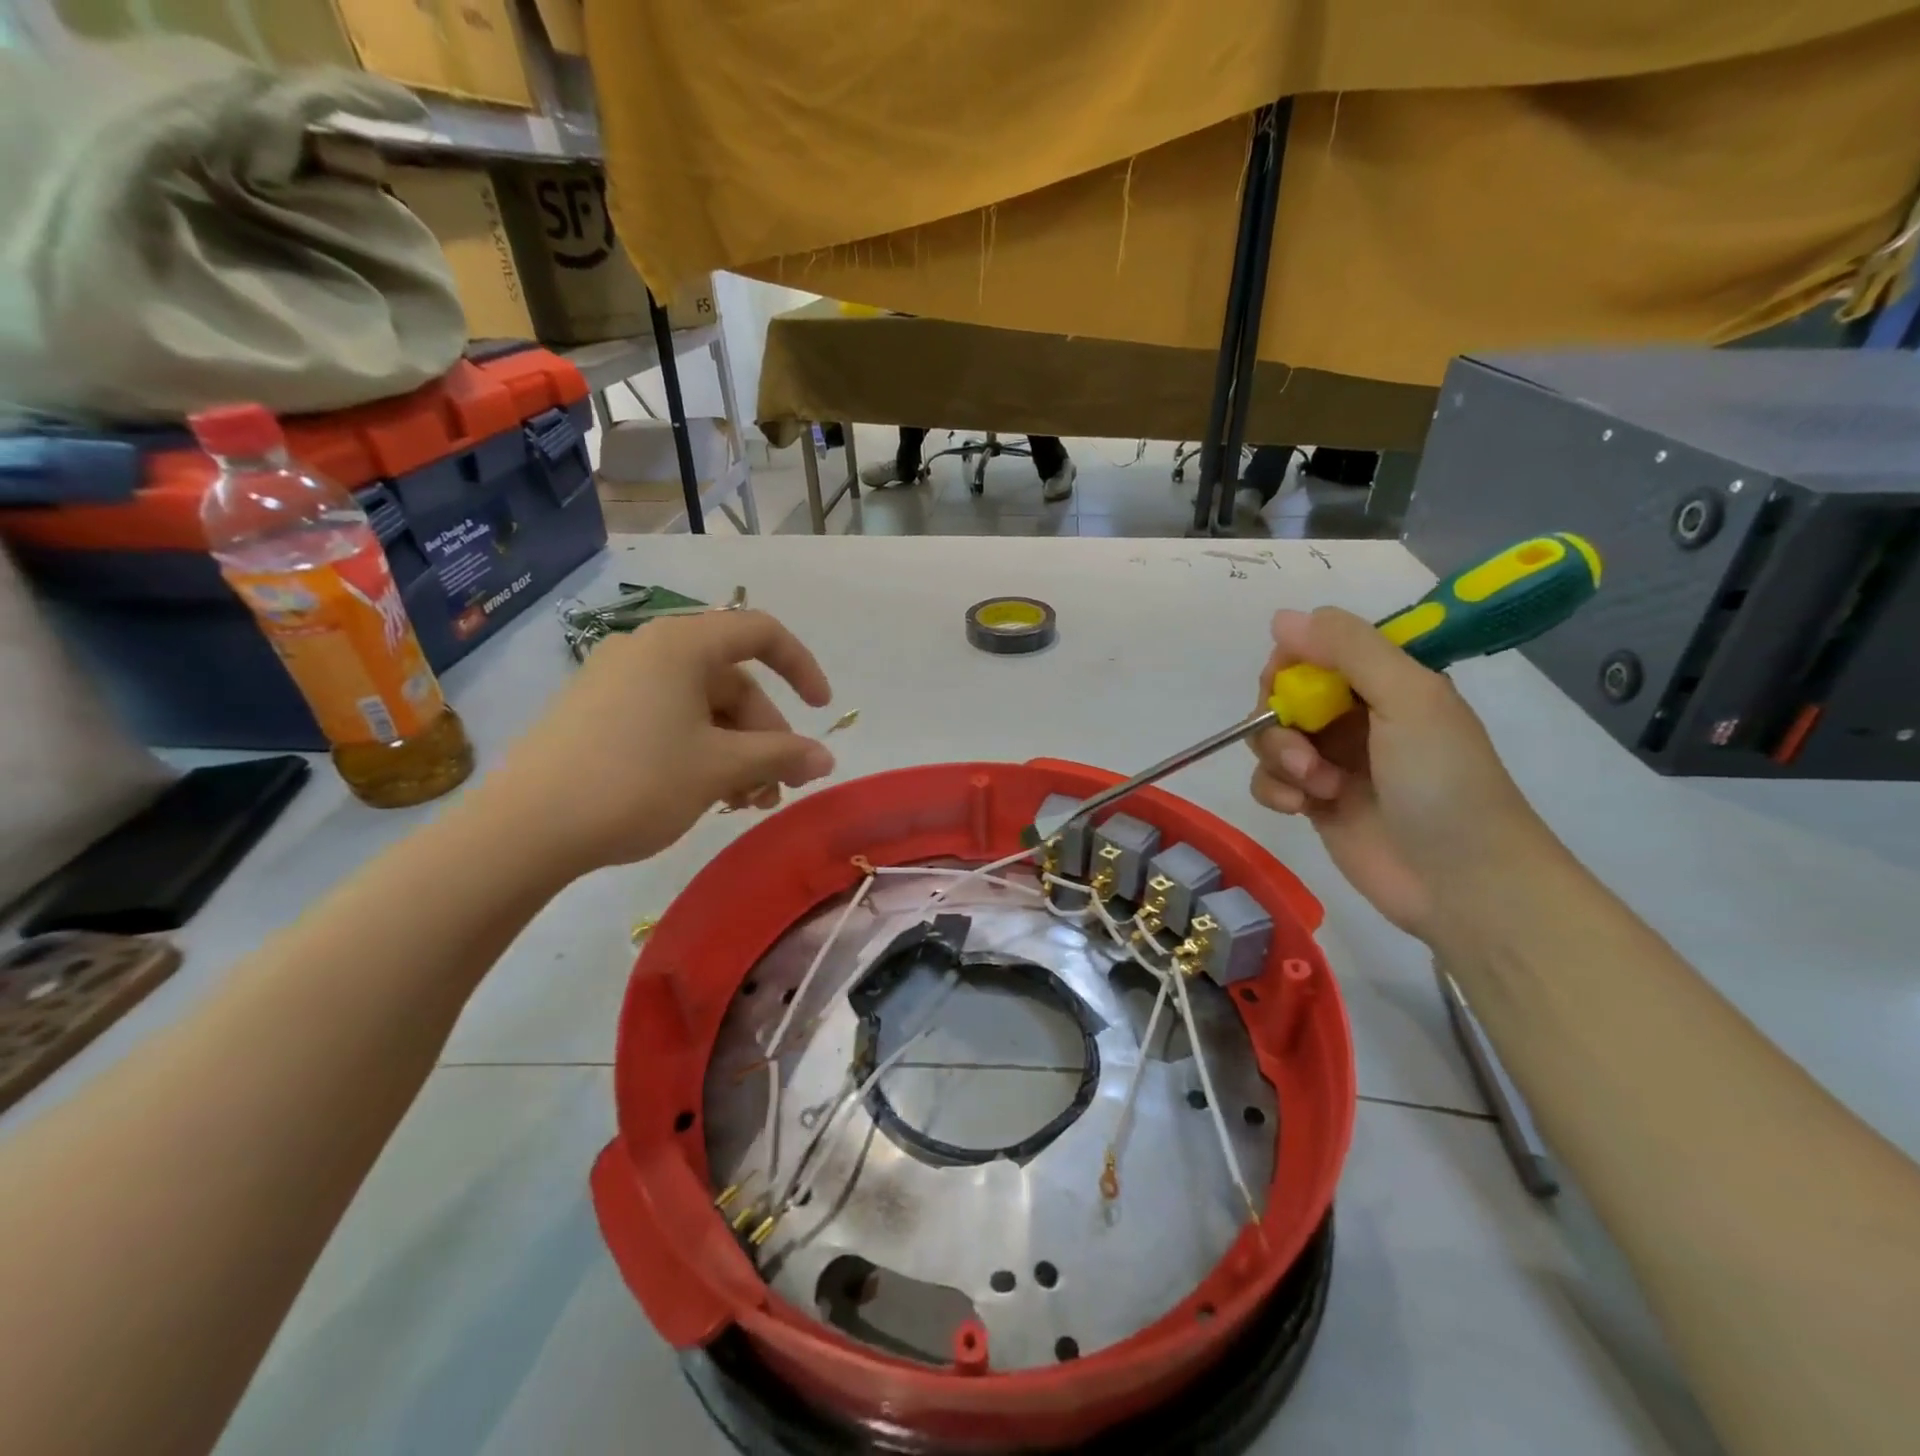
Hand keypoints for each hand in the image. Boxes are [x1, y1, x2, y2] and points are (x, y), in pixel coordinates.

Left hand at [484, 610, 835, 876]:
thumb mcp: (720, 767)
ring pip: (700, 707)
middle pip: (731, 681)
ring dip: (736, 751)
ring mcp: (616, 681)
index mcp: (680, 644)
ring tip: (747, 802)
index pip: (760, 633)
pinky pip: (666, 720)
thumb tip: (826, 759)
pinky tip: (706, 794)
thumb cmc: (637, 781)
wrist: (525, 830)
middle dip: (765, 735)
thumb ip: (781, 755)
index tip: (821, 711)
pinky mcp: (595, 714)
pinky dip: (699, 751)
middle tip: (779, 786)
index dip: (801, 667)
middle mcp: (648, 650)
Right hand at [1248, 607, 1549, 939]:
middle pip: (1283, 694)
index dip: (1292, 663)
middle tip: (1303, 745)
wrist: (1463, 882)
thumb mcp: (1408, 698)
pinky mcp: (1314, 803)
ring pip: (1270, 738)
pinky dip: (1274, 790)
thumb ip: (1348, 649)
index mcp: (1385, 682)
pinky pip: (1269, 781)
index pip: (1316, 649)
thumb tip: (1281, 615)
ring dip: (1280, 758)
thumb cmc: (1444, 782)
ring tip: (1316, 786)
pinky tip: (1300, 807)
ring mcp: (1332, 761)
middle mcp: (1355, 715)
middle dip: (1280, 718)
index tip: (1289, 686)